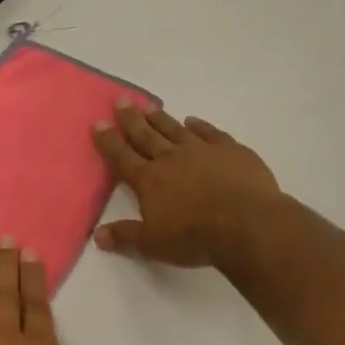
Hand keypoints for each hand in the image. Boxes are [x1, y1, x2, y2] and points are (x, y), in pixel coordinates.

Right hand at [92, 102, 282, 267]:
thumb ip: (125, 236)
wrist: (246, 224)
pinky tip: (193, 120)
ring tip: (149, 106)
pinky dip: (199, 125)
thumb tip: (98, 235)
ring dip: (160, 118)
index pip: (122, 156)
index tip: (98, 122)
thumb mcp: (153, 244)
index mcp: (149, 180)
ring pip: (174, 129)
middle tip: (121, 100)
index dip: (108, 140)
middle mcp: (171, 158)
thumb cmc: (195, 237)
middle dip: (131, 118)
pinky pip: (209, 132)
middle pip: (146, 135)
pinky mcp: (230, 150)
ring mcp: (201, 150)